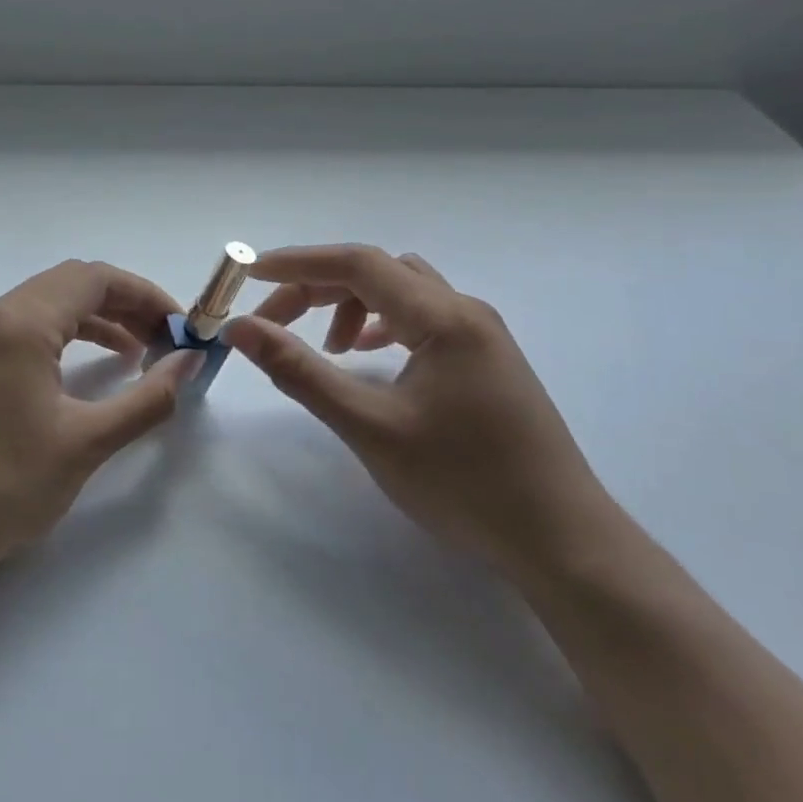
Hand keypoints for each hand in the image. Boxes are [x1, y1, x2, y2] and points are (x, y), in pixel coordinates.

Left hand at [0, 260, 197, 590]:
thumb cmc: (5, 486)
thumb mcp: (87, 442)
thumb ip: (147, 398)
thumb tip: (190, 363)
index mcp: (21, 323)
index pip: (96, 279)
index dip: (146, 294)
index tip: (181, 326)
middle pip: (71, 284)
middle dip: (125, 304)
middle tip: (164, 338)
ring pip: (46, 305)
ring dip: (95, 319)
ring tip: (136, 353)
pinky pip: (23, 329)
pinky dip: (64, 337)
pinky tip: (87, 368)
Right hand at [224, 245, 612, 578]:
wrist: (560, 539)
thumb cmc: (462, 483)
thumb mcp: (370, 426)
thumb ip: (301, 371)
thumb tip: (242, 329)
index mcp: (443, 317)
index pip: (358, 263)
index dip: (298, 262)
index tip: (248, 273)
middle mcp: (465, 311)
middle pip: (378, 272)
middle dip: (319, 288)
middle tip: (274, 324)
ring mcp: (481, 335)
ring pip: (402, 293)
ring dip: (353, 305)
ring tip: (328, 349)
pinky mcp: (485, 360)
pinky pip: (423, 319)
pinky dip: (383, 325)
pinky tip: (369, 357)